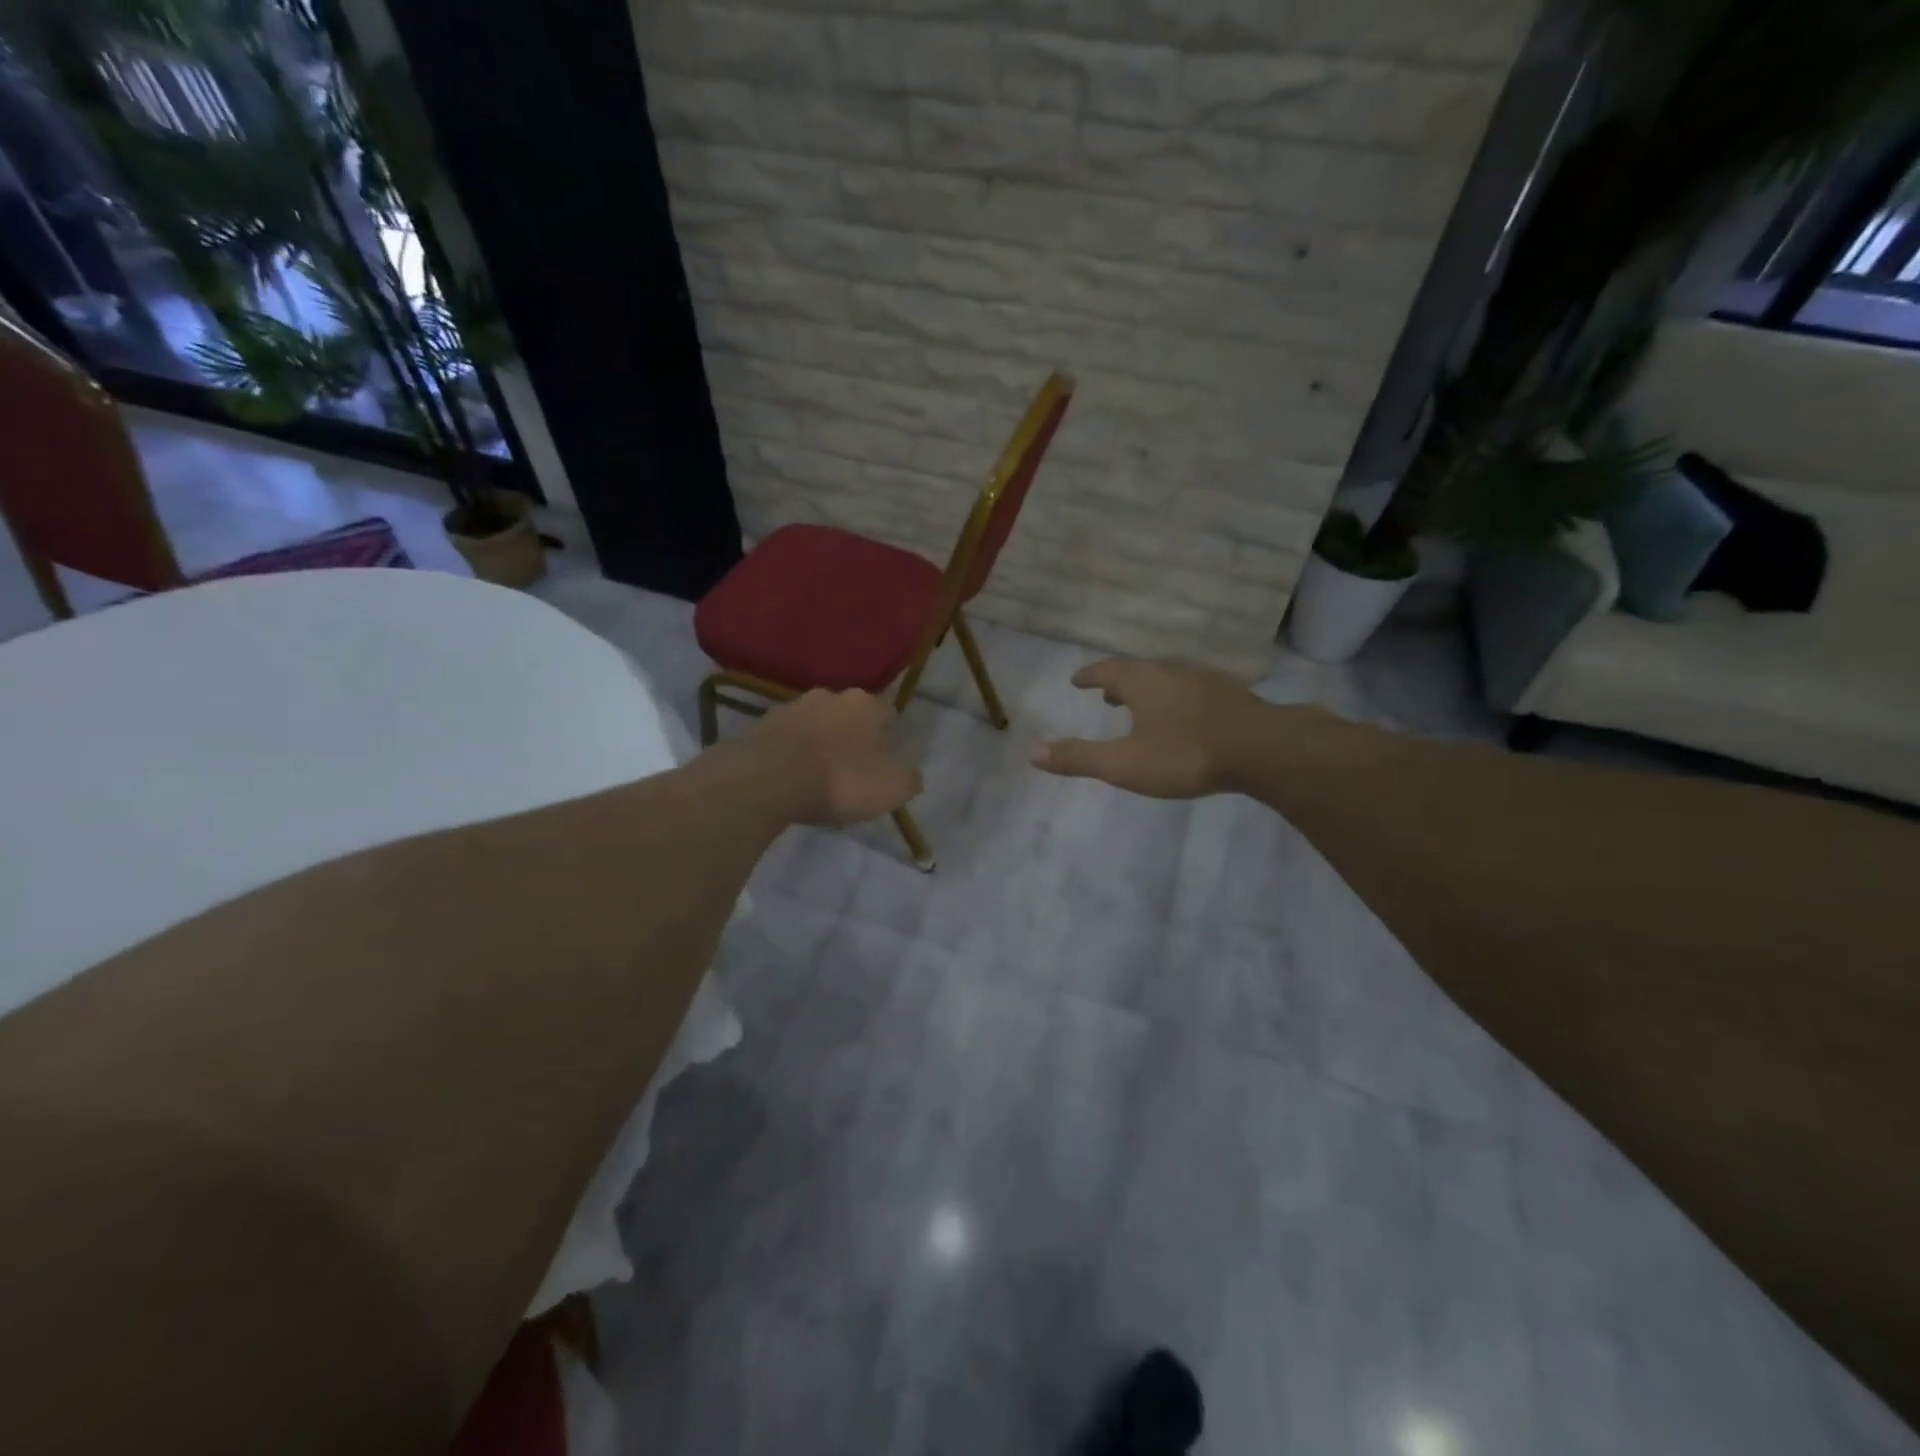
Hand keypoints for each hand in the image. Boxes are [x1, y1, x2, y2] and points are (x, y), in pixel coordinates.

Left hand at [749, 688, 921, 824]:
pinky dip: (790, 754)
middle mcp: (830, 695)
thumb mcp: (892, 788)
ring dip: (818, 744)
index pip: (887, 716)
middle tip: (850, 772)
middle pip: (849, 717)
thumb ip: (908, 778)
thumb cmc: (840, 780)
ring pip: (815, 725)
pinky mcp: (760, 725)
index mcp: (866, 704)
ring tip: (816, 778)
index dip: (888, 741)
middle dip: (851, 739)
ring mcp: (791, 707)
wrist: (768, 780)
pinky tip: (789, 778)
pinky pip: (785, 739)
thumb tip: (909, 775)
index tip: (883, 766)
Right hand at [1031, 658, 1270, 799]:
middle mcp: (1172, 672)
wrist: (1263, 749)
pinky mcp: (1232, 697)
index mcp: (1143, 682)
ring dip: (1149, 690)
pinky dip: (1177, 699)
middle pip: (1139, 671)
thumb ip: (1079, 758)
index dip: (1090, 675)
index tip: (1077, 679)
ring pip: (1168, 680)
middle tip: (1106, 696)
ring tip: (1142, 708)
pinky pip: (1193, 691)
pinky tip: (1186, 718)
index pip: (1108, 670)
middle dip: (1119, 682)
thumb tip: (1032, 751)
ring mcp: (1205, 681)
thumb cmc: (1185, 754)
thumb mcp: (1125, 763)